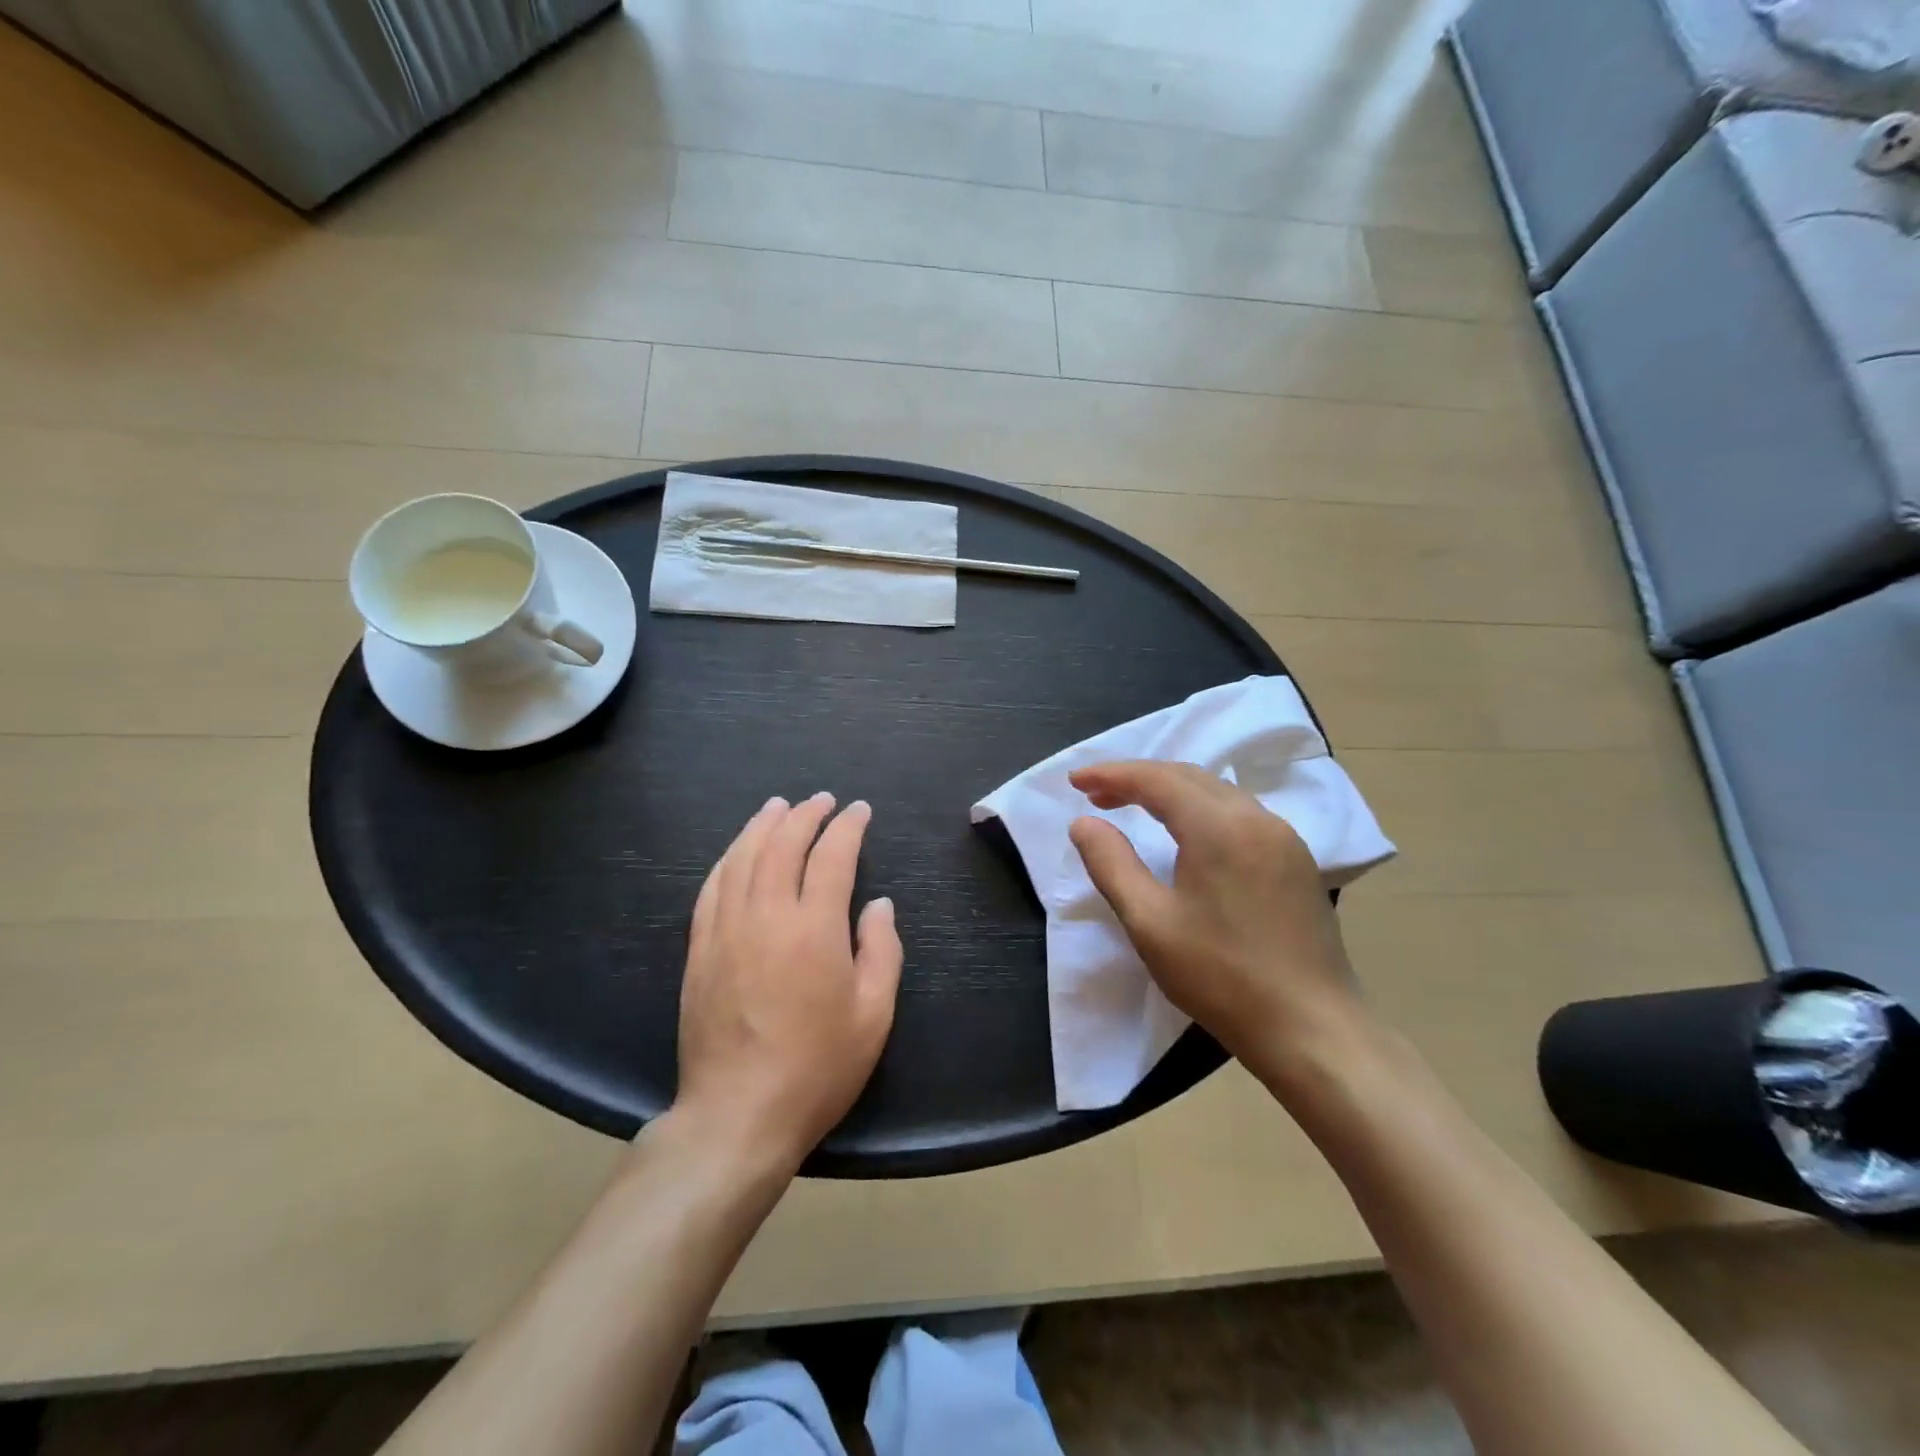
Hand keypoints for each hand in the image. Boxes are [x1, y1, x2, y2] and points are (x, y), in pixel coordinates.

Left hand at [671, 793, 902, 1170]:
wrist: (738, 1115)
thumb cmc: (817, 1067)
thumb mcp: (873, 1014)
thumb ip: (881, 950)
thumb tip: (878, 904)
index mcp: (814, 927)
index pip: (832, 856)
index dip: (847, 826)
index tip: (859, 810)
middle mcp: (767, 915)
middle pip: (783, 845)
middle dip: (805, 814)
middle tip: (821, 800)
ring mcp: (726, 930)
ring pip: (742, 857)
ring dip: (763, 825)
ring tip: (778, 806)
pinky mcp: (700, 950)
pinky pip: (712, 887)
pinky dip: (729, 858)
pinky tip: (737, 851)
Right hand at [1066, 761, 1366, 1081]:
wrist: (1311, 1029)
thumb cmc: (1221, 976)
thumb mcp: (1149, 922)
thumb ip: (1111, 864)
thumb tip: (1083, 822)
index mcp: (1219, 826)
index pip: (1156, 779)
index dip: (1111, 774)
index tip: (1074, 780)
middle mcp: (1256, 817)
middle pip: (1187, 777)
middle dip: (1137, 779)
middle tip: (1095, 794)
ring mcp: (1283, 837)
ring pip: (1216, 793)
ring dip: (1169, 792)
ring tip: (1132, 807)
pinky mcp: (1296, 860)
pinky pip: (1239, 813)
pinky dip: (1200, 809)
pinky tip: (1185, 832)